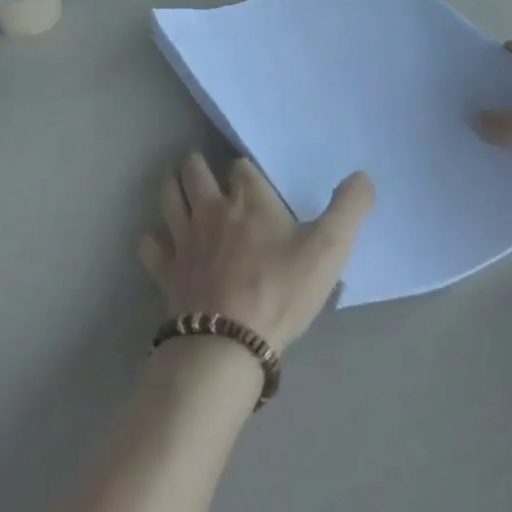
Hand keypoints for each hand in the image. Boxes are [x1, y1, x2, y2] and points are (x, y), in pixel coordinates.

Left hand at [138, 154, 372, 353]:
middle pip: (194, 169)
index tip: (254, 184)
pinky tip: (164, 242)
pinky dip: (154, 237)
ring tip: (181, 190)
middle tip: (208, 176)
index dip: (247, 172)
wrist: (229, 344)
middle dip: (199, 166)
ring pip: (168, 196)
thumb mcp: (330, 249)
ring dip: (173, 187)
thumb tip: (363, 176)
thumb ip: (350, 208)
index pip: (241, 166)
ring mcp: (183, 238)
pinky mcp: (166, 270)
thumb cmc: (281, 291)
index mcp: (249, 198)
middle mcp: (211, 208)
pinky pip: (149, 243)